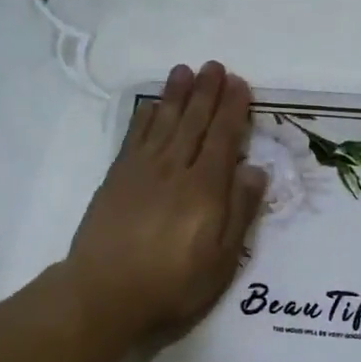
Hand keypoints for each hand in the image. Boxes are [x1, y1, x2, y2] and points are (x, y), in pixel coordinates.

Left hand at [66, 61, 267, 341]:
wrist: (105, 294)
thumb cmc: (173, 285)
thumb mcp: (221, 260)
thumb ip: (239, 212)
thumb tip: (255, 169)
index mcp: (205, 189)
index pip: (223, 139)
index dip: (232, 110)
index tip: (238, 83)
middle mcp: (174, 170)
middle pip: (193, 122)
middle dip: (206, 93)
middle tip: (215, 66)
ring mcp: (141, 171)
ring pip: (163, 123)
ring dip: (176, 95)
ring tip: (185, 70)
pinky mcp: (116, 179)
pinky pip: (134, 137)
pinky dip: (145, 117)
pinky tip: (152, 106)